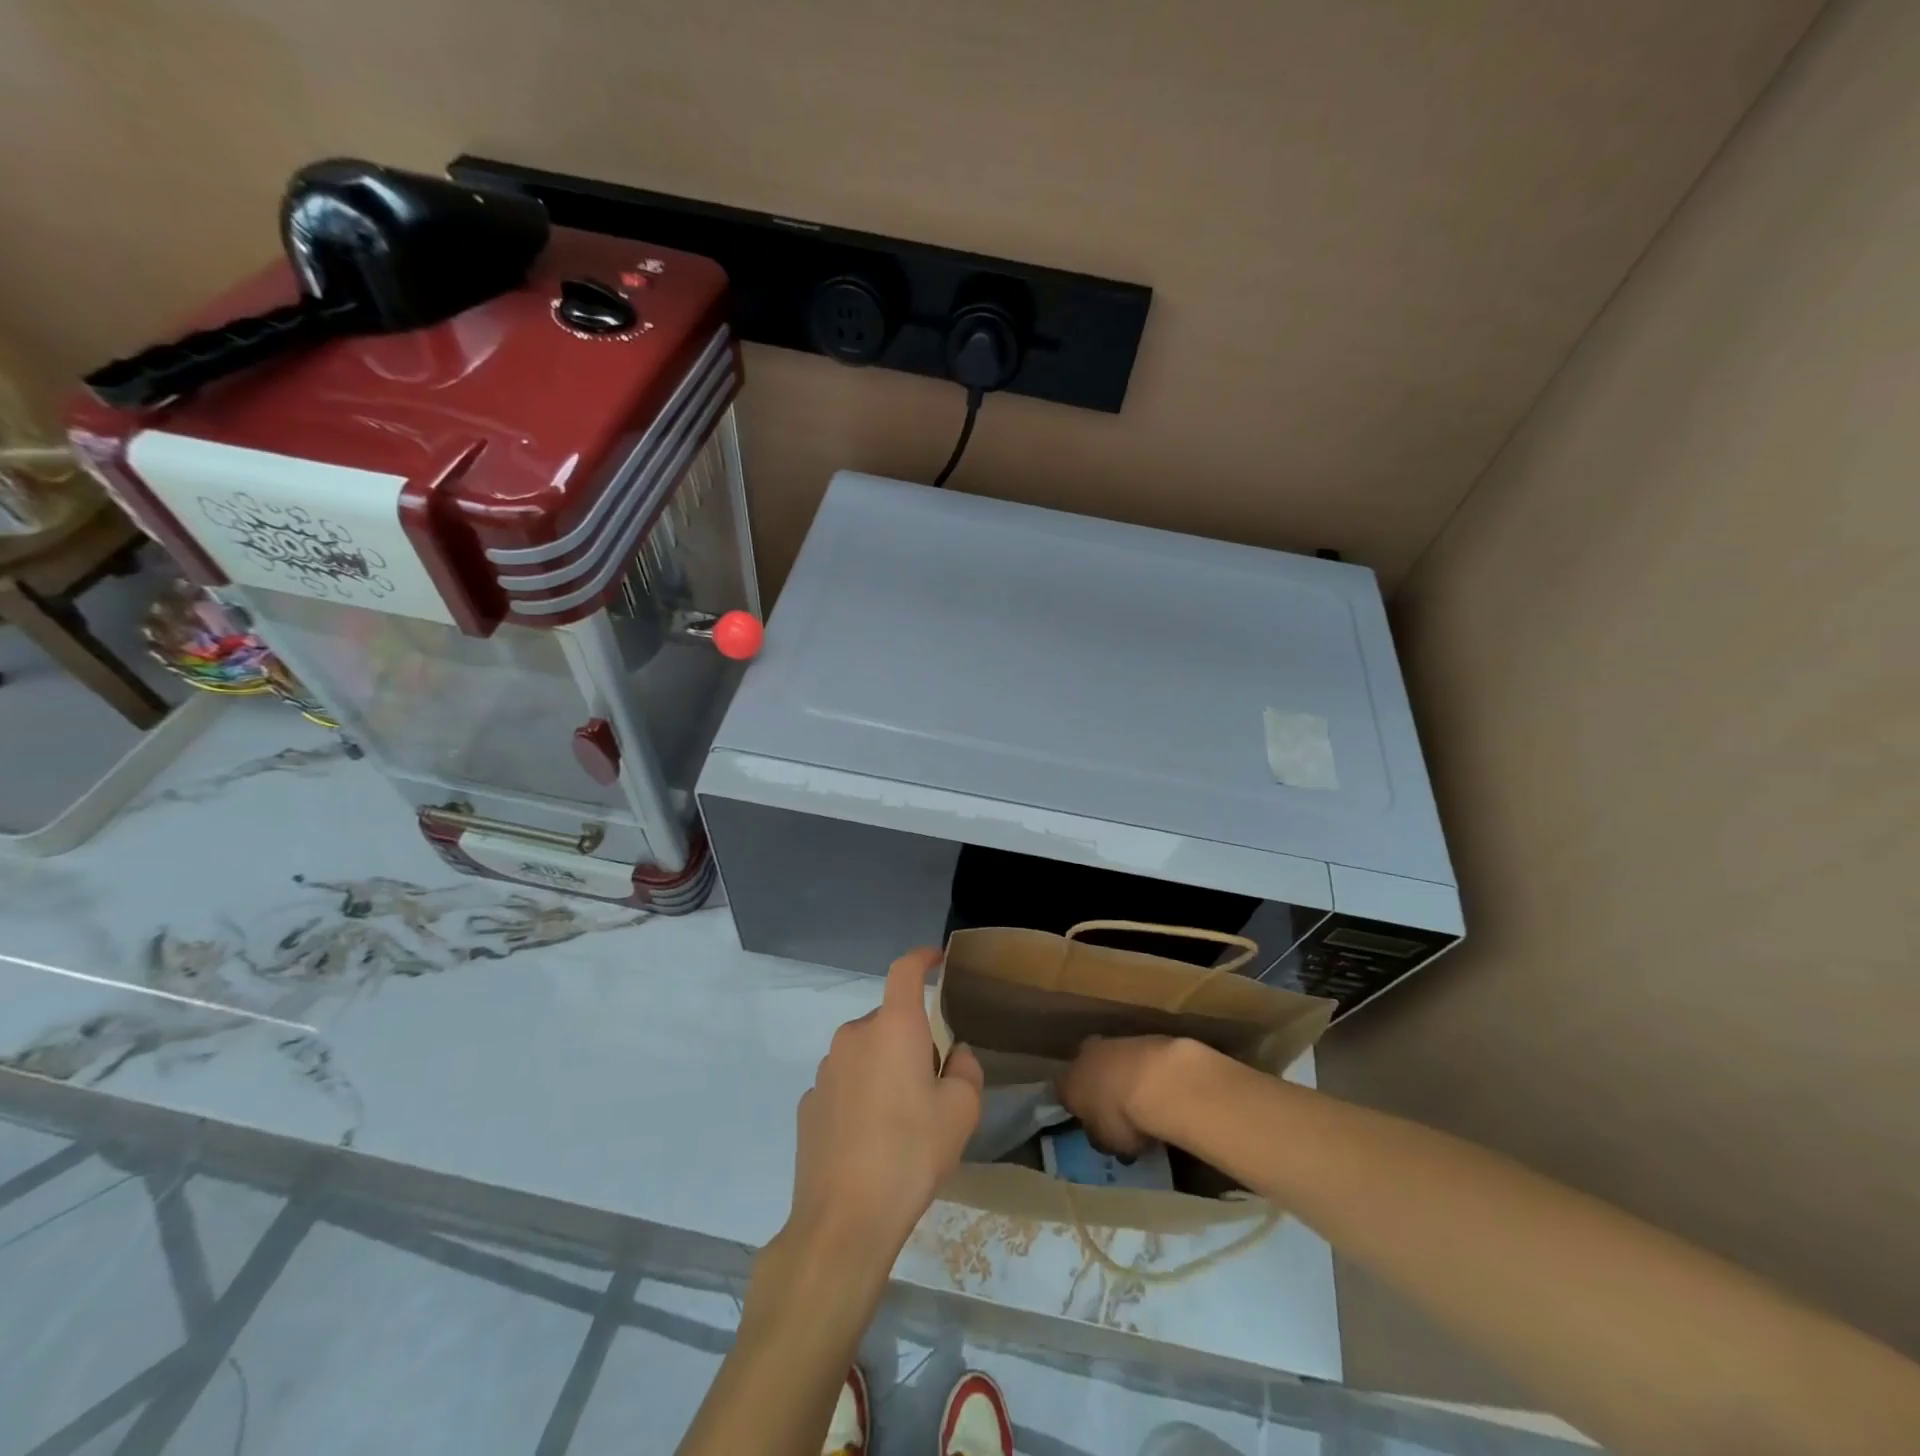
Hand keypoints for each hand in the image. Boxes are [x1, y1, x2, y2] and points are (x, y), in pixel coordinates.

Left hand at [785, 948, 983, 1271]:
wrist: (845, 1220)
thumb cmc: (911, 1154)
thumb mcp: (961, 1112)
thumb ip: (966, 1070)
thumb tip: (955, 1056)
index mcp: (893, 1027)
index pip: (905, 970)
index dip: (922, 958)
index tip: (936, 959)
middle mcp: (854, 1036)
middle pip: (888, 1020)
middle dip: (910, 1039)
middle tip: (930, 1084)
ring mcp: (825, 1069)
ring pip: (864, 1053)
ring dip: (883, 1068)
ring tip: (900, 1120)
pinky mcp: (808, 1103)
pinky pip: (843, 1083)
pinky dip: (859, 1095)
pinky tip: (868, 1139)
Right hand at [1057, 1034, 1202, 1155]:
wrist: (1156, 1081)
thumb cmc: (1120, 1117)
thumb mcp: (1106, 1142)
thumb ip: (1100, 1137)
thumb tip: (1101, 1135)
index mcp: (1068, 1084)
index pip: (1064, 1093)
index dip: (1077, 1107)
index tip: (1091, 1121)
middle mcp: (1084, 1057)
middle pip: (1086, 1068)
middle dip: (1098, 1083)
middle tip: (1115, 1106)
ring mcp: (1113, 1043)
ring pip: (1112, 1060)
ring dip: (1123, 1075)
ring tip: (1143, 1100)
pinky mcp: (1141, 1038)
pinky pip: (1138, 1058)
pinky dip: (1145, 1070)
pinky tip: (1160, 1088)